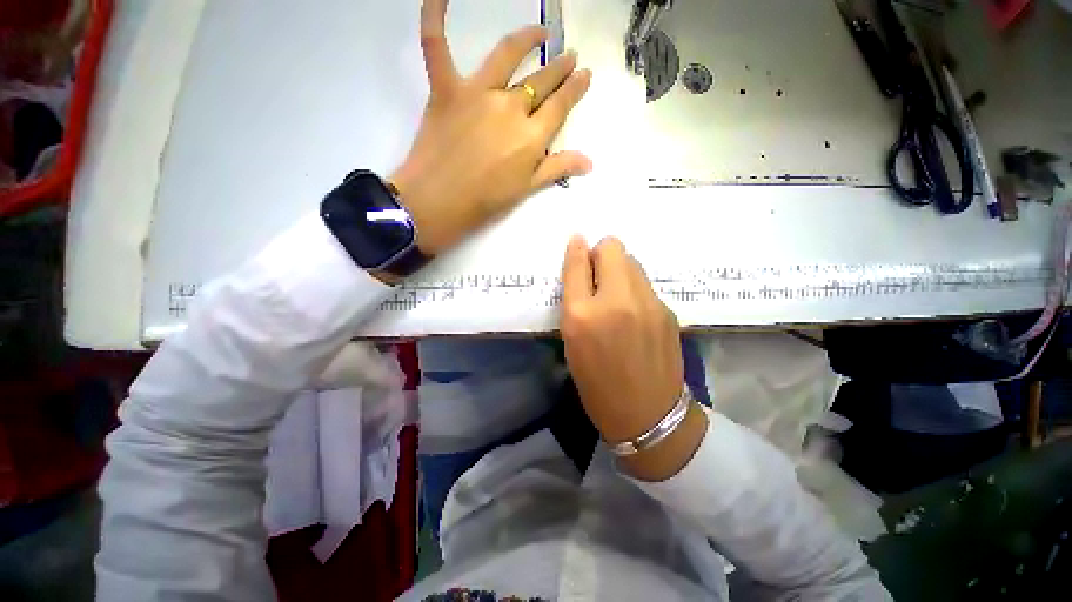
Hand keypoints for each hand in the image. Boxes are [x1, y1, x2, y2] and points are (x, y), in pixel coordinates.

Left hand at [391, 0, 592, 255]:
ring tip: (540, 32)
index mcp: (531, 136)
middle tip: (570, 56)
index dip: (575, 89)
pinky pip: (436, 44)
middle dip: (559, 67)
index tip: (585, 75)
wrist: (439, 202)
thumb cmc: (486, 201)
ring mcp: (477, 93)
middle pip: (540, 81)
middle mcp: (510, 107)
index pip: (560, 105)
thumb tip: (590, 162)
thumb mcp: (527, 188)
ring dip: (527, 39)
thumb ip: (557, 168)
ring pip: (506, 55)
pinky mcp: (445, 88)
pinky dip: (434, 16)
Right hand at [560, 236, 706, 480]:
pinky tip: (635, 313)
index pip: (578, 262)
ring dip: (619, 270)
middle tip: (597, 277)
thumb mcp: (572, 343)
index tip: (577, 243)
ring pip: (632, 261)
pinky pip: (645, 283)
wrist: (647, 414)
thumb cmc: (597, 383)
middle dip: (601, 254)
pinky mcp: (667, 310)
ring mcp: (647, 303)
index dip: (576, 249)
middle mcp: (616, 301)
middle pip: (613, 247)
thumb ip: (575, 302)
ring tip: (616, 295)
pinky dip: (634, 288)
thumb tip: (582, 268)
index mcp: (582, 315)